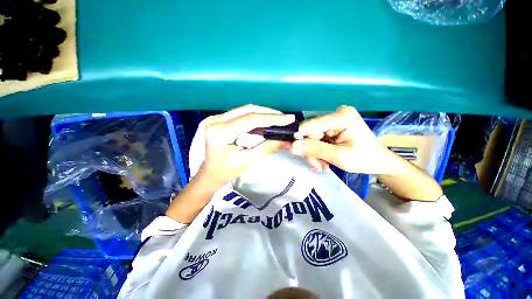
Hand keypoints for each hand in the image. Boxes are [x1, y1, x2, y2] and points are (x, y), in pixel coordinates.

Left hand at [201, 105, 294, 185]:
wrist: (209, 174)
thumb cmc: (226, 172)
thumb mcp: (247, 161)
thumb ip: (266, 148)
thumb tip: (285, 139)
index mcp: (220, 132)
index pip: (250, 119)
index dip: (271, 118)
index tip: (288, 119)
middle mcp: (216, 120)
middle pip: (248, 110)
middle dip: (269, 113)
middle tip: (285, 118)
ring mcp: (216, 118)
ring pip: (245, 109)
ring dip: (263, 113)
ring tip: (278, 118)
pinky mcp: (219, 119)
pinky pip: (240, 113)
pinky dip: (255, 115)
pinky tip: (265, 119)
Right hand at [291, 106, 395, 173]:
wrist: (378, 162)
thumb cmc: (365, 159)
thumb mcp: (339, 157)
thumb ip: (315, 150)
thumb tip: (292, 146)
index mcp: (341, 116)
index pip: (310, 125)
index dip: (299, 138)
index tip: (294, 151)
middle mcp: (336, 114)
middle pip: (310, 133)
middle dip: (311, 150)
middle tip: (317, 165)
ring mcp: (333, 120)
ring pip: (311, 138)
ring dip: (314, 153)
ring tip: (322, 165)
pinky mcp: (332, 127)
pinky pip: (317, 139)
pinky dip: (318, 151)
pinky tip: (324, 160)